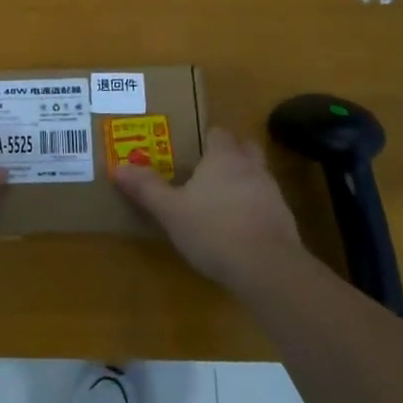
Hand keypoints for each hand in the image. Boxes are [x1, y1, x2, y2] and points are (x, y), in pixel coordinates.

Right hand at [111, 126, 301, 287]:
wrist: (267, 269)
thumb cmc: (213, 230)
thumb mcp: (170, 211)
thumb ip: (146, 188)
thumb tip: (117, 167)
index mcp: (223, 157)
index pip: (218, 133)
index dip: (207, 138)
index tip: (193, 150)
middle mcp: (251, 167)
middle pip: (245, 147)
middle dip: (231, 153)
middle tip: (210, 169)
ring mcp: (272, 193)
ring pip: (258, 175)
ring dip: (244, 182)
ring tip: (222, 201)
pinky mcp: (285, 221)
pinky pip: (267, 204)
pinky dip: (254, 209)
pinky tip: (240, 229)